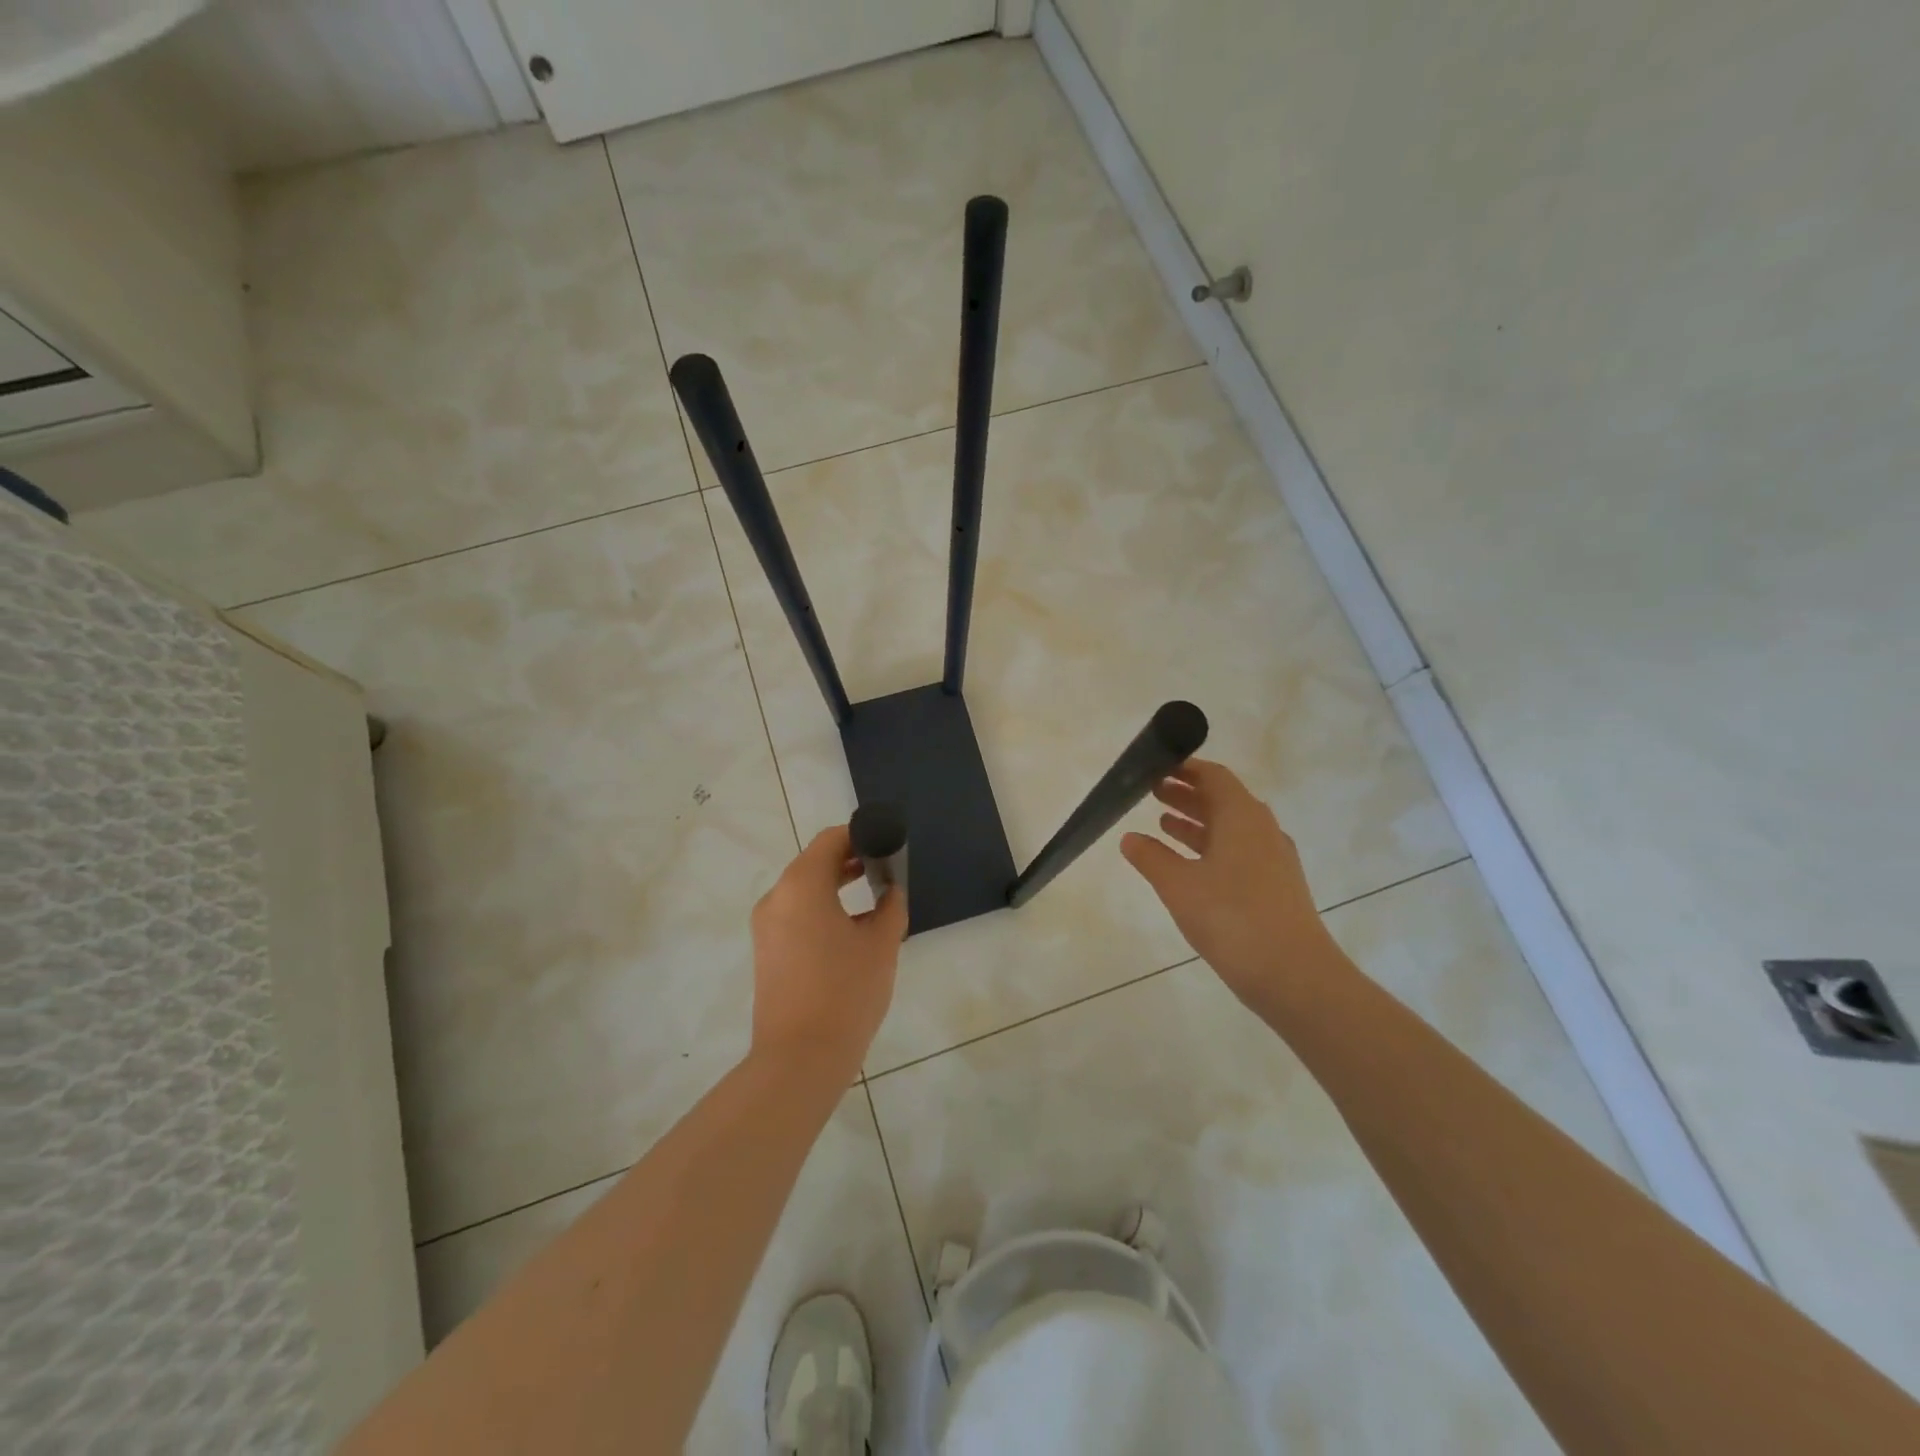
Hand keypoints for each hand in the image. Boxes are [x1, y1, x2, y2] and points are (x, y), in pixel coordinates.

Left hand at [749, 825, 907, 1076]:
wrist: (800, 1059)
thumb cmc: (845, 992)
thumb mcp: (881, 944)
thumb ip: (891, 906)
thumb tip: (890, 891)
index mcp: (802, 885)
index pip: (830, 840)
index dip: (860, 836)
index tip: (887, 846)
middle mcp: (777, 898)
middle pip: (814, 863)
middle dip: (849, 861)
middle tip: (885, 870)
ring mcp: (766, 927)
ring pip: (803, 890)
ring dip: (835, 886)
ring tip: (873, 897)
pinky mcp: (766, 952)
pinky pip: (795, 915)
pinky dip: (821, 909)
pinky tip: (851, 930)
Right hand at [1120, 758, 1343, 1012]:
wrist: (1293, 974)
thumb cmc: (1231, 918)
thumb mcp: (1179, 885)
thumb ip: (1151, 858)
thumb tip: (1129, 838)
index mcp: (1242, 816)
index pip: (1214, 776)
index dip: (1185, 768)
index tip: (1156, 766)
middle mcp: (1262, 829)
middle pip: (1222, 799)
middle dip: (1187, 793)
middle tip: (1151, 791)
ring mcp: (1273, 859)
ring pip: (1230, 828)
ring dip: (1197, 821)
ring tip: (1162, 823)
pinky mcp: (1276, 886)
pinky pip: (1239, 851)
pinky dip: (1211, 847)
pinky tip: (1189, 865)